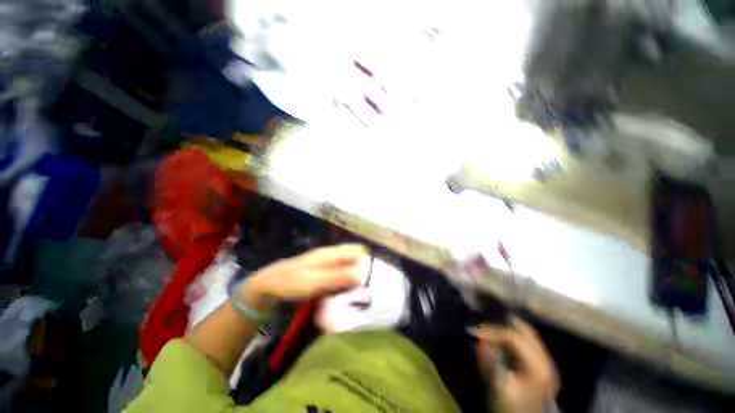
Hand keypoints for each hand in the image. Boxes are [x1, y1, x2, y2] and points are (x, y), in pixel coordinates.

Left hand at [246, 244, 367, 302]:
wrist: (269, 286)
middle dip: (360, 270)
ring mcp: (326, 264)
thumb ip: (339, 276)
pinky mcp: (322, 273)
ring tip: (356, 293)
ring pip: (346, 267)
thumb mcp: (316, 280)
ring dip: (352, 278)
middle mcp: (331, 256)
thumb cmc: (292, 281)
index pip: (355, 249)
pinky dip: (343, 282)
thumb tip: (362, 275)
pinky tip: (343, 293)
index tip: (371, 276)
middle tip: (364, 288)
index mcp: (330, 253)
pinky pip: (338, 275)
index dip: (365, 260)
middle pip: (353, 258)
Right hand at [472, 317, 558, 412]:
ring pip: (529, 335)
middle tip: (483, 322)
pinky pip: (529, 343)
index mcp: (537, 366)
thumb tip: (479, 340)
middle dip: (502, 323)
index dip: (492, 331)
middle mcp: (546, 361)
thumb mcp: (500, 388)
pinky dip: (514, 336)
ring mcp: (546, 364)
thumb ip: (490, 363)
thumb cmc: (512, 408)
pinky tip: (503, 338)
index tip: (474, 332)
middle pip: (526, 331)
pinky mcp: (542, 368)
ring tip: (490, 327)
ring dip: (509, 328)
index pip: (513, 337)